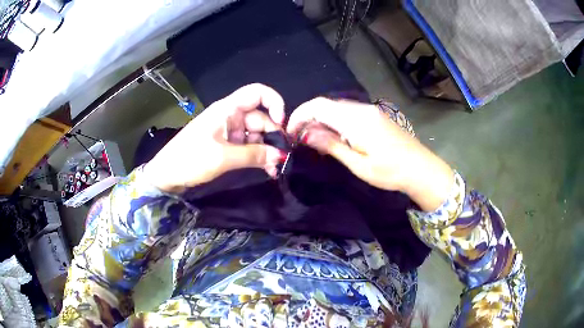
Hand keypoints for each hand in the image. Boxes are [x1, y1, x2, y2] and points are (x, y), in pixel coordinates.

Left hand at [144, 84, 286, 192]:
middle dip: (273, 136)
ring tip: (274, 169)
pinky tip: (266, 169)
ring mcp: (228, 131)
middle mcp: (230, 116)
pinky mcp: (226, 145)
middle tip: (281, 158)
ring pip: (256, 134)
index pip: (257, 93)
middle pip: (260, 118)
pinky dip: (257, 156)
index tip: (281, 124)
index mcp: (227, 109)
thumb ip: (254, 155)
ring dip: (266, 150)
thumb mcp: (223, 157)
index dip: (274, 103)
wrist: (167, 175)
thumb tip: (281, 157)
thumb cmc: (190, 159)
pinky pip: (248, 146)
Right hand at [287, 97, 453, 210]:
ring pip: (337, 109)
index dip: (300, 116)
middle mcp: (361, 109)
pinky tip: (336, 138)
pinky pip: (349, 113)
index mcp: (355, 120)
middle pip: (326, 105)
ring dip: (322, 121)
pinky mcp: (375, 116)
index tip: (290, 133)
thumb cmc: (390, 172)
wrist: (421, 169)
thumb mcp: (358, 164)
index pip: (318, 106)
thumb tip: (305, 135)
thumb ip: (331, 145)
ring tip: (316, 142)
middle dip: (309, 119)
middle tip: (301, 141)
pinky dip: (336, 122)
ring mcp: (370, 110)